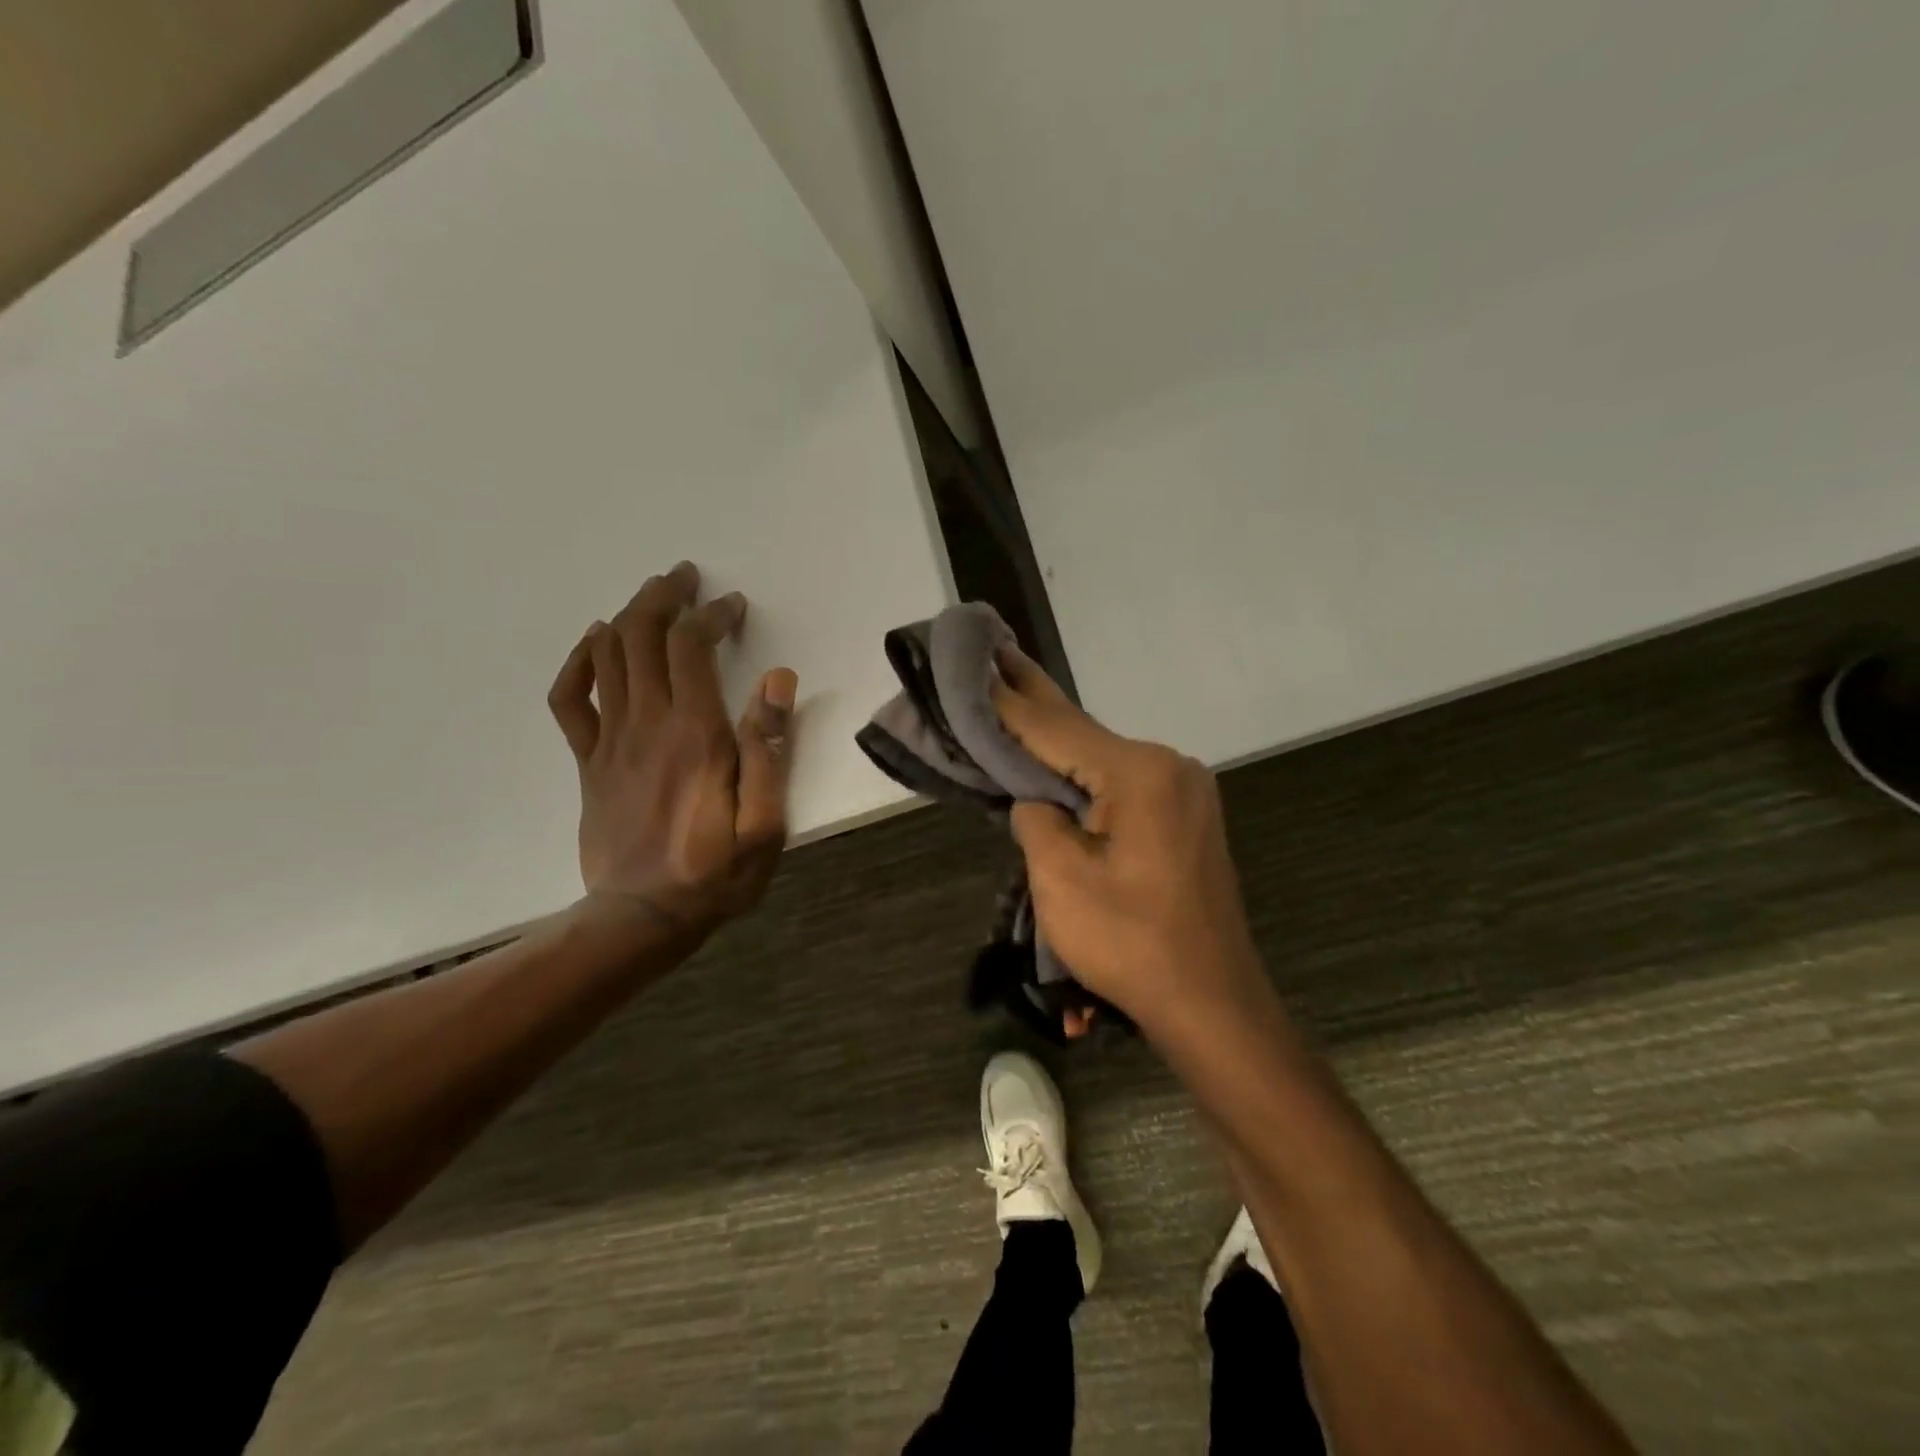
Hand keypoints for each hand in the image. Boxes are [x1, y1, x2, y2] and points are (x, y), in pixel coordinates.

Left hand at [547, 562, 797, 940]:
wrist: (641, 919)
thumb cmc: (715, 874)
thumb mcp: (765, 824)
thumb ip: (770, 750)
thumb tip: (777, 680)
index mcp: (694, 735)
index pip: (692, 647)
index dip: (712, 615)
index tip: (734, 607)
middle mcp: (647, 724)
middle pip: (642, 636)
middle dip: (664, 597)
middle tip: (686, 578)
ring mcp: (609, 741)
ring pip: (607, 656)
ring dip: (628, 615)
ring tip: (653, 595)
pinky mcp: (589, 762)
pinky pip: (570, 699)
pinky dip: (579, 662)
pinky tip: (595, 644)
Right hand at [991, 647, 1265, 1035]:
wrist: (1212, 1004)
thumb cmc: (1131, 944)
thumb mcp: (1061, 882)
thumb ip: (1037, 821)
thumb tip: (1035, 801)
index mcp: (1140, 774)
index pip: (1056, 730)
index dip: (1009, 705)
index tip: (976, 667)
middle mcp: (1169, 767)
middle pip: (1084, 733)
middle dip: (1036, 699)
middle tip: (998, 653)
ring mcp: (1183, 792)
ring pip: (1103, 760)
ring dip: (1059, 742)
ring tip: (1017, 701)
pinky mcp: (1184, 818)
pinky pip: (1123, 784)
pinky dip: (1085, 774)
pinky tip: (1058, 761)